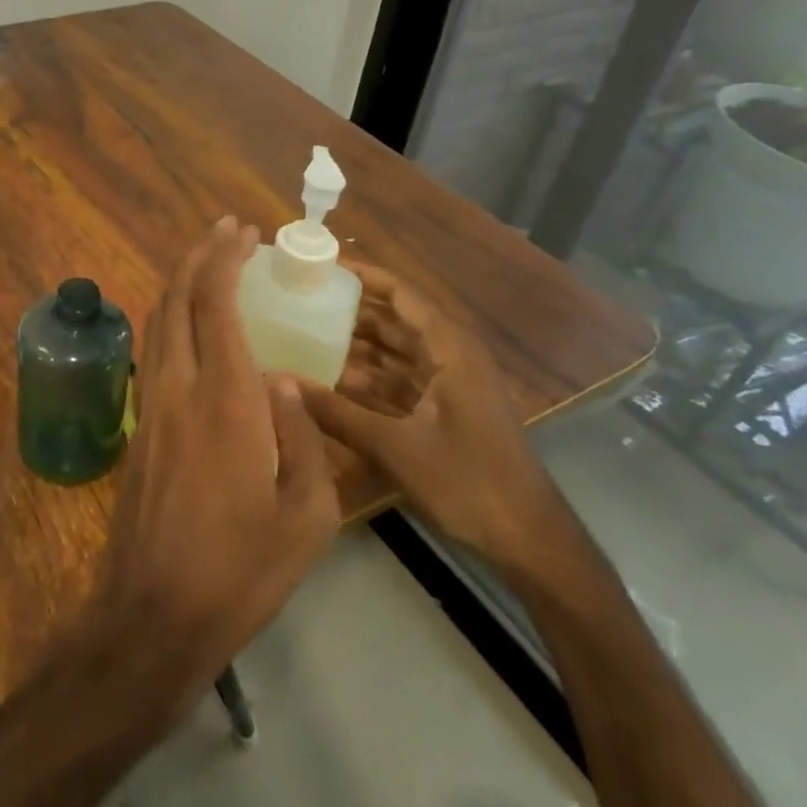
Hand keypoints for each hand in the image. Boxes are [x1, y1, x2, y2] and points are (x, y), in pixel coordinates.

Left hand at [74, 218, 340, 720]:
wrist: (154, 613)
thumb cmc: (242, 570)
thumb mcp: (309, 515)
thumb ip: (304, 437)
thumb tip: (282, 381)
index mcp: (226, 400)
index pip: (216, 304)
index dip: (225, 259)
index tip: (243, 233)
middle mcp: (179, 387)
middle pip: (177, 298)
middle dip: (199, 256)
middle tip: (226, 232)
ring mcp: (150, 405)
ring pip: (157, 321)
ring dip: (180, 282)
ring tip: (208, 264)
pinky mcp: (138, 426)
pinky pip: (152, 350)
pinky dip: (170, 318)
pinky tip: (189, 325)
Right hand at [297, 262, 564, 576]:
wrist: (528, 540)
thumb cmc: (468, 482)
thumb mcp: (395, 446)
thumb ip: (336, 413)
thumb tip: (278, 382)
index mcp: (450, 349)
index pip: (402, 294)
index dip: (363, 276)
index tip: (321, 266)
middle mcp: (451, 357)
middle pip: (395, 320)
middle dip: (351, 310)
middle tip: (301, 302)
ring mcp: (450, 385)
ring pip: (396, 352)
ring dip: (356, 346)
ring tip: (306, 335)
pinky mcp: (445, 411)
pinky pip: (400, 380)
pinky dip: (369, 378)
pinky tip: (331, 381)